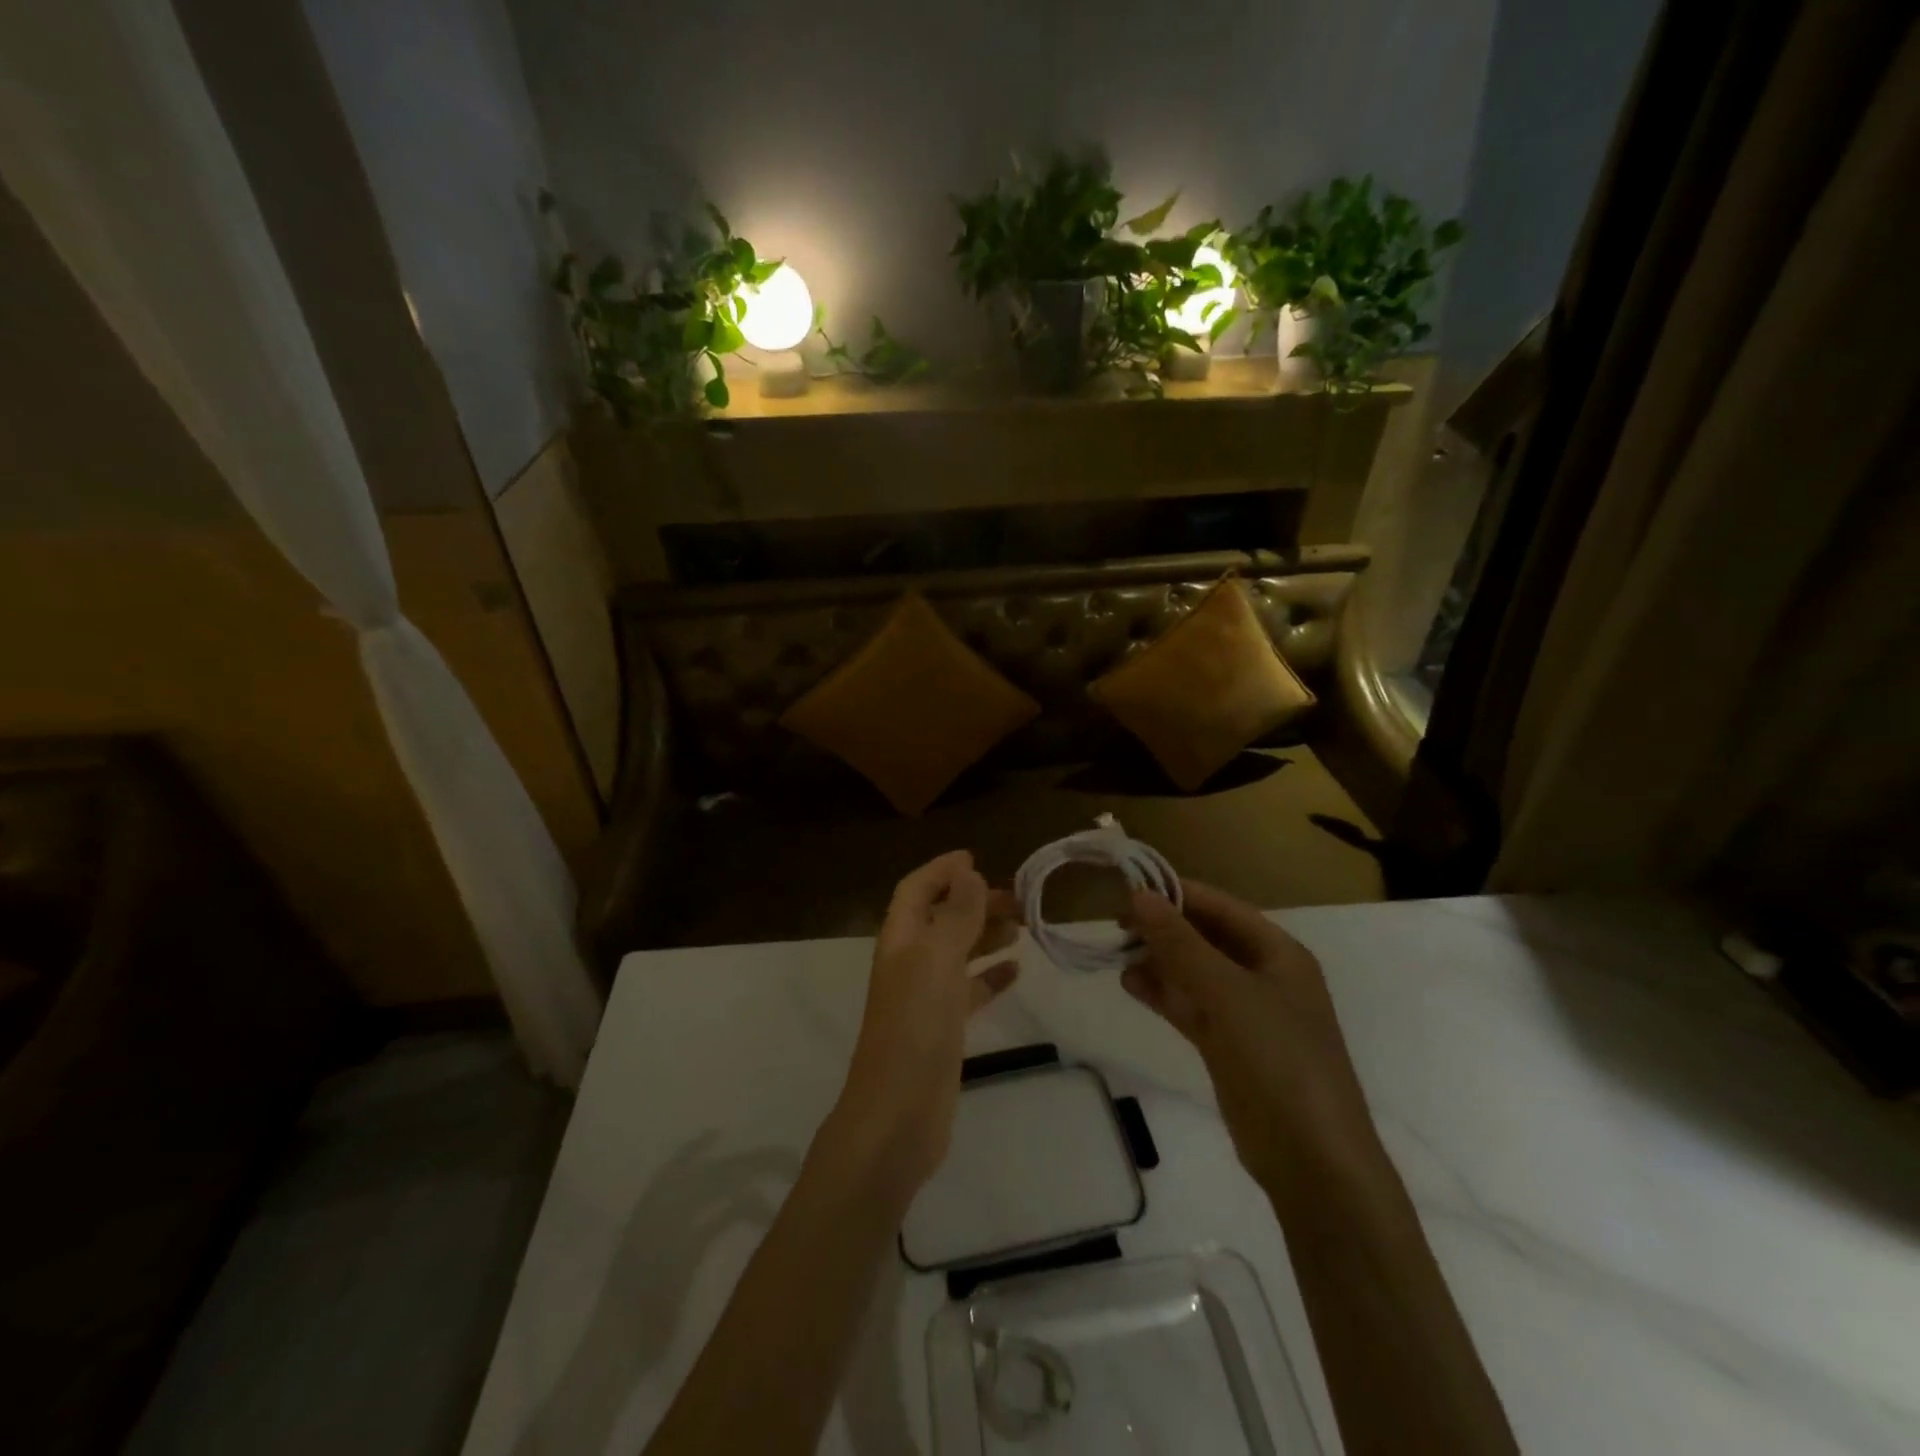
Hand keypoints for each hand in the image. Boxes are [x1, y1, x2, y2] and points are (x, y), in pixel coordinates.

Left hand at [830, 851, 1019, 1198]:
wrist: (898, 1116)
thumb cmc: (915, 1027)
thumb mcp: (937, 960)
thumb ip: (956, 916)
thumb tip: (969, 873)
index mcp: (900, 940)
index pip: (916, 890)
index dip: (941, 870)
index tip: (977, 858)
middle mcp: (909, 963)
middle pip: (942, 918)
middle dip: (974, 902)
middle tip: (1019, 899)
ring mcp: (926, 998)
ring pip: (958, 953)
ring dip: (986, 935)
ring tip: (1024, 927)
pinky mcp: (943, 1030)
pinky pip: (970, 991)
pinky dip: (992, 976)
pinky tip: (1017, 971)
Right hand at [1122, 881, 1377, 1196]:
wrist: (1311, 1159)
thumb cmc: (1278, 1058)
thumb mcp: (1227, 992)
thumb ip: (1180, 943)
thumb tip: (1139, 896)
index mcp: (1278, 953)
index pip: (1219, 907)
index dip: (1176, 894)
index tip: (1127, 889)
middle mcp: (1262, 976)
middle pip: (1205, 938)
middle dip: (1163, 928)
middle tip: (1115, 925)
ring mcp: (1245, 1013)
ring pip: (1193, 972)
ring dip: (1158, 961)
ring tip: (1117, 953)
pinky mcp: (1227, 1045)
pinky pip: (1189, 1006)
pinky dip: (1162, 993)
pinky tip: (1130, 983)